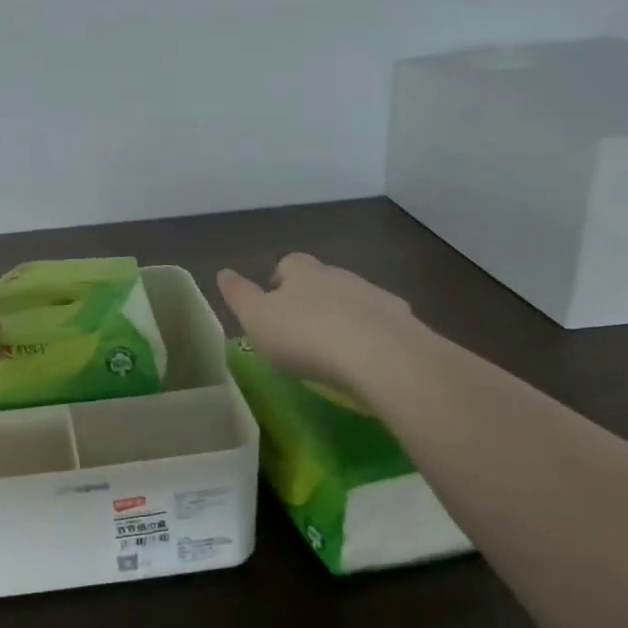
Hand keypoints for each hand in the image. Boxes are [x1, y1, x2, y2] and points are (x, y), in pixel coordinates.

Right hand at [217, 253, 425, 396]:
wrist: (382, 356)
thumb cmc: (306, 335)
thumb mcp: (257, 318)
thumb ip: (238, 295)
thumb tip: (223, 272)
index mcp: (302, 271)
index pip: (287, 264)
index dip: (278, 283)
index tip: (273, 310)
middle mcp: (339, 274)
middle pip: (321, 281)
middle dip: (311, 301)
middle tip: (300, 333)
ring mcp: (375, 296)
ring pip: (352, 301)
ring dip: (342, 318)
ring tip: (333, 351)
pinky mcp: (404, 322)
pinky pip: (381, 325)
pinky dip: (371, 337)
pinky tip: (365, 362)